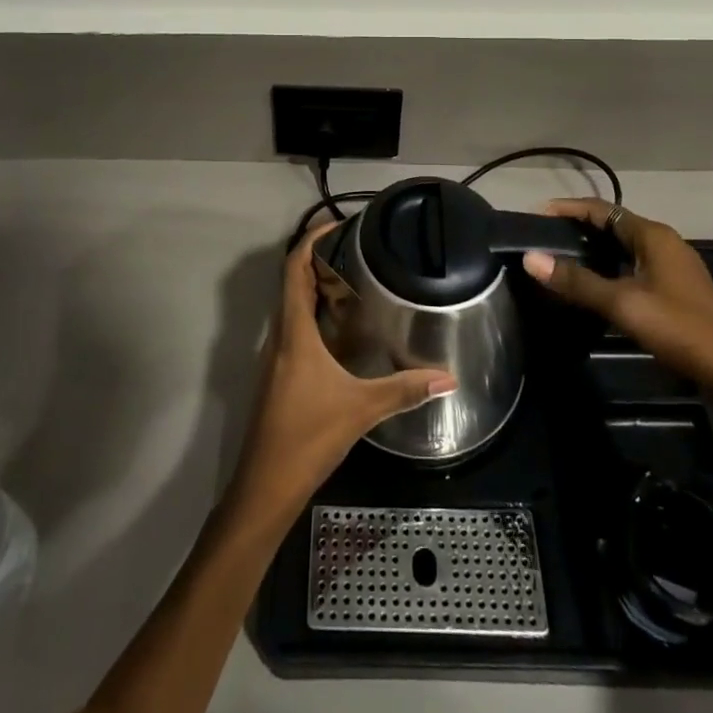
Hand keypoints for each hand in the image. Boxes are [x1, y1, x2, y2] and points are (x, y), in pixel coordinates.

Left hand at [231, 226, 456, 518]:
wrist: (265, 486)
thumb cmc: (308, 436)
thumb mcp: (361, 409)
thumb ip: (404, 390)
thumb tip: (448, 377)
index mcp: (294, 331)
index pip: (294, 269)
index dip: (311, 241)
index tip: (336, 225)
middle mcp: (280, 336)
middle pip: (293, 283)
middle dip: (320, 261)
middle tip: (357, 251)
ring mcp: (276, 356)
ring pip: (293, 307)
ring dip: (318, 289)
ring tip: (355, 282)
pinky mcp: (279, 375)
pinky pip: (296, 329)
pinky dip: (316, 316)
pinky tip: (343, 331)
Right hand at [522, 200, 712, 445]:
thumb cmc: (682, 330)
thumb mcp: (625, 305)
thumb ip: (578, 282)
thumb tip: (530, 257)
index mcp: (653, 236)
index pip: (601, 209)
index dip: (567, 209)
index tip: (534, 215)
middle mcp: (663, 245)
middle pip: (612, 226)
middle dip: (577, 229)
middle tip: (541, 240)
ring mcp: (672, 270)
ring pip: (622, 250)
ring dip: (592, 252)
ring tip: (558, 262)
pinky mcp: (675, 294)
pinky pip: (632, 270)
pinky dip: (608, 272)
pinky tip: (591, 290)